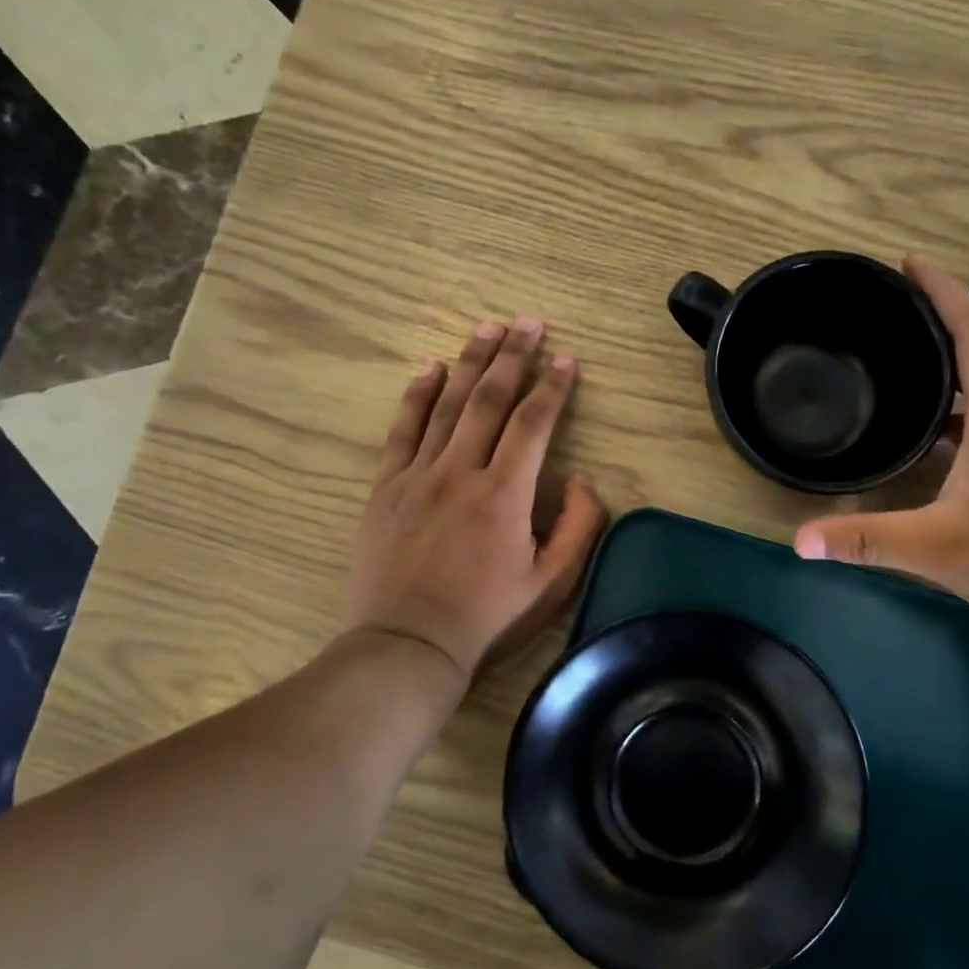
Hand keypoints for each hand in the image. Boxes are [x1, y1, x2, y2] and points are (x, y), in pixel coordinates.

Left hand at [343, 317, 607, 679]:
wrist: (407, 645)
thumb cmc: (486, 617)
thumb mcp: (551, 583)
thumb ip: (578, 526)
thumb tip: (581, 478)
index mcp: (505, 493)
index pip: (534, 423)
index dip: (553, 387)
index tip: (567, 359)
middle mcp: (461, 471)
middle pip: (490, 400)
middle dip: (513, 357)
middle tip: (528, 322)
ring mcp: (418, 475)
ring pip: (447, 405)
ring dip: (470, 363)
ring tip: (488, 328)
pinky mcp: (386, 488)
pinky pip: (403, 430)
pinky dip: (417, 396)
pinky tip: (430, 369)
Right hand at [794, 256, 968, 641]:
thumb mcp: (938, 550)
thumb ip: (867, 540)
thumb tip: (800, 540)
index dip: (943, 291)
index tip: (909, 263)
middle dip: (939, 318)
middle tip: (890, 312)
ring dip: (952, 362)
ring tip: (902, 361)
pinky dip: (961, 404)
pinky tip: (931, 432)